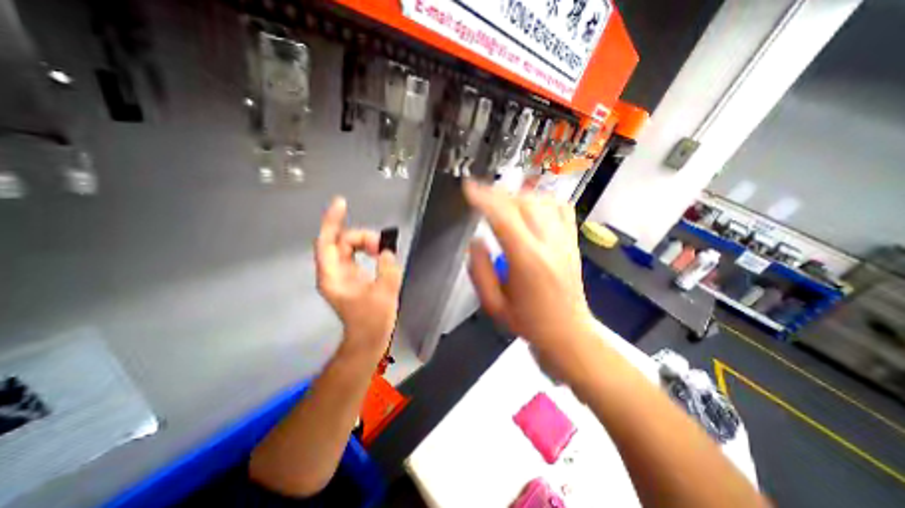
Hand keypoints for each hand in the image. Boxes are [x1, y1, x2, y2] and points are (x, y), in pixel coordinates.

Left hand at [318, 196, 403, 358]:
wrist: (368, 338)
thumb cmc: (372, 320)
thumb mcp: (385, 293)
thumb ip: (387, 269)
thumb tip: (387, 252)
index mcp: (333, 276)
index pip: (327, 242)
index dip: (332, 221)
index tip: (341, 203)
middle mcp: (333, 272)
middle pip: (341, 242)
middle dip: (361, 237)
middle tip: (382, 245)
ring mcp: (342, 274)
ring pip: (349, 247)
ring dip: (366, 243)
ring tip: (383, 251)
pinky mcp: (351, 276)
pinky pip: (355, 254)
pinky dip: (367, 250)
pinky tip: (378, 253)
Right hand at [462, 180, 599, 362]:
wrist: (567, 333)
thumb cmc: (527, 322)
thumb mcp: (493, 303)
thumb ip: (479, 270)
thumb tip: (476, 240)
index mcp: (527, 260)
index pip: (503, 217)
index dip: (484, 198)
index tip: (468, 187)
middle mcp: (548, 244)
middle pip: (523, 203)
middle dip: (498, 194)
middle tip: (482, 196)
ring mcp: (565, 240)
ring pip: (542, 201)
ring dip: (518, 196)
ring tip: (502, 201)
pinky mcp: (573, 241)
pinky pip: (562, 209)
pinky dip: (544, 200)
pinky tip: (532, 205)